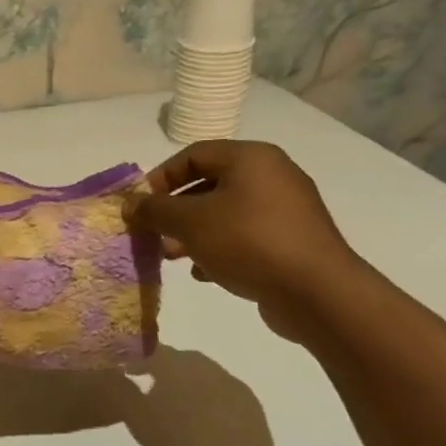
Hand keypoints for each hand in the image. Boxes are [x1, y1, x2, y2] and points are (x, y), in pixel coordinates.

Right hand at [117, 346, 279, 445]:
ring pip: (200, 373)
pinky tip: (204, 419)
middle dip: (161, 368)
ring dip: (185, 382)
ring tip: (175, 405)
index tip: (124, 371)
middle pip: (177, 359)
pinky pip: (220, 390)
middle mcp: (202, 364)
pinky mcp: (248, 400)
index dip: (133, 357)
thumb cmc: (179, 442)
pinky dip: (207, 397)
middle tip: (148, 386)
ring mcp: (229, 380)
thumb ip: (121, 391)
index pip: (148, 349)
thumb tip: (112, 373)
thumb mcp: (136, 419)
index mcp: (173, 364)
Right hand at [125, 141, 364, 337]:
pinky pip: (244, 236)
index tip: (139, 206)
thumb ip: (155, 210)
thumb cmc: (248, 242)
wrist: (315, 290)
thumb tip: (130, 204)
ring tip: (171, 257)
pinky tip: (204, 273)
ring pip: (224, 213)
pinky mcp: (289, 240)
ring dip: (192, 233)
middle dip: (174, 210)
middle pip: (208, 184)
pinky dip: (219, 248)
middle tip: (153, 234)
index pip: (193, 154)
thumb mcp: (191, 222)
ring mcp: (284, 209)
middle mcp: (271, 175)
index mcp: (250, 158)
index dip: (160, 177)